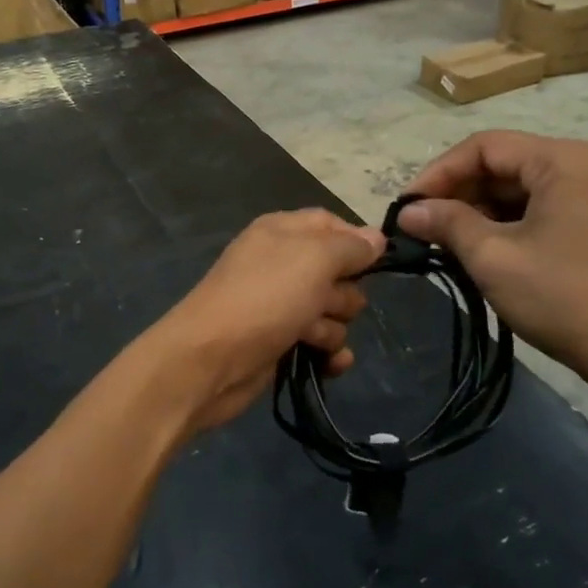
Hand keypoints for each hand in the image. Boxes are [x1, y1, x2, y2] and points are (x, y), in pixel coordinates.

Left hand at [149, 210, 384, 436]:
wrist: (210, 359)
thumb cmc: (264, 298)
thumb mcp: (313, 259)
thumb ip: (350, 246)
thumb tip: (376, 238)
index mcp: (282, 232)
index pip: (332, 225)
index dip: (355, 242)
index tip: (375, 263)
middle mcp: (280, 264)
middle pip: (337, 271)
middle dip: (344, 291)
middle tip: (325, 303)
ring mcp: (279, 305)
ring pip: (333, 311)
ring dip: (333, 327)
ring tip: (312, 336)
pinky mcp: (280, 342)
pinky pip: (321, 343)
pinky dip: (329, 354)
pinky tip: (328, 363)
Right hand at [397, 132, 587, 394]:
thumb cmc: (563, 296)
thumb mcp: (493, 256)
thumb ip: (446, 223)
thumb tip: (407, 210)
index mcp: (560, 160)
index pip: (483, 147)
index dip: (438, 173)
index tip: (406, 206)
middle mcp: (576, 167)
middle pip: (498, 165)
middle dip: (454, 194)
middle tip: (417, 226)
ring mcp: (585, 197)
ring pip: (511, 191)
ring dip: (472, 213)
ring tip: (438, 242)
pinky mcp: (585, 226)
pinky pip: (530, 212)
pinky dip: (497, 227)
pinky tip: (472, 252)